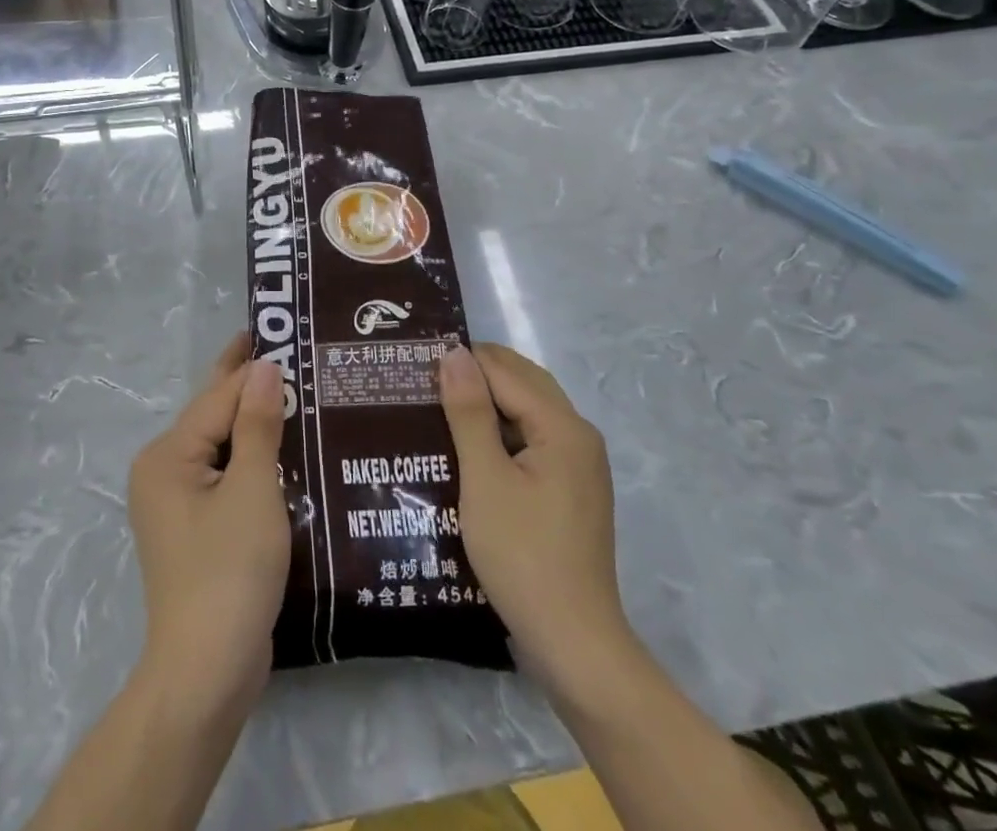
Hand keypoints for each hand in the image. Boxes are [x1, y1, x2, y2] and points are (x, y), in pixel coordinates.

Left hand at [128, 335, 288, 715]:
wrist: (207, 673)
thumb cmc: (229, 572)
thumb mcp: (251, 491)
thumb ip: (257, 425)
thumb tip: (263, 366)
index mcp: (168, 455)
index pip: (219, 397)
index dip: (255, 366)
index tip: (287, 334)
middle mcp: (164, 470)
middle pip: (215, 417)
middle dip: (251, 387)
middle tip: (292, 352)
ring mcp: (177, 503)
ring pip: (223, 447)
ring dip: (257, 424)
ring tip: (300, 393)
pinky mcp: (196, 529)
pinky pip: (226, 477)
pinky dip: (254, 459)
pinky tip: (287, 449)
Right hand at [438, 343, 633, 695]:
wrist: (573, 643)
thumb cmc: (522, 555)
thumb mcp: (484, 479)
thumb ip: (469, 412)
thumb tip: (454, 352)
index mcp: (563, 426)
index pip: (505, 370)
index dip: (462, 361)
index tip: (416, 364)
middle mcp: (578, 435)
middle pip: (523, 382)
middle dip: (476, 375)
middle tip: (424, 381)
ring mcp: (579, 463)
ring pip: (528, 410)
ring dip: (487, 402)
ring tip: (437, 407)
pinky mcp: (571, 488)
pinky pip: (533, 438)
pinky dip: (502, 431)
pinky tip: (467, 446)